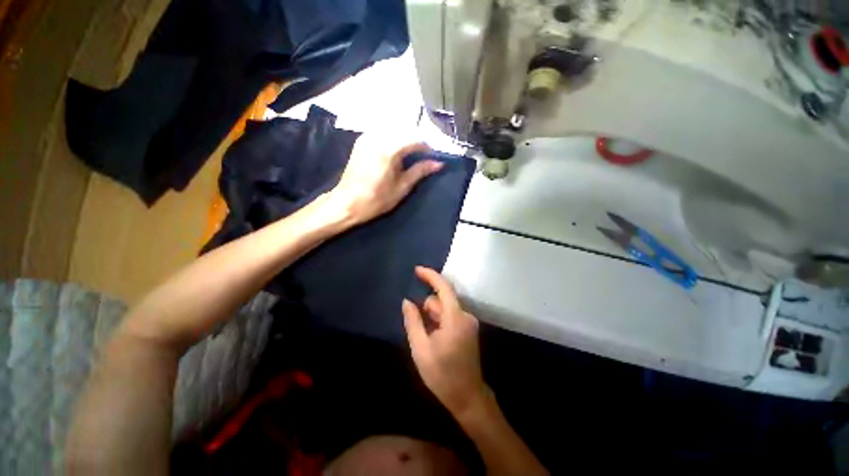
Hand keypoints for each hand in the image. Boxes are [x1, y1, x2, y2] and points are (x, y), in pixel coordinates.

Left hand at [328, 134, 441, 225]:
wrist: (347, 202)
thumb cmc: (376, 199)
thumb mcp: (402, 187)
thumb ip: (420, 171)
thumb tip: (439, 164)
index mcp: (388, 150)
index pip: (415, 139)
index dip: (426, 147)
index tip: (432, 157)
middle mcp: (377, 137)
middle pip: (404, 130)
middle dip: (416, 142)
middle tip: (422, 157)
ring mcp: (367, 137)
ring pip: (393, 129)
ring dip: (404, 139)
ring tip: (410, 155)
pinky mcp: (361, 140)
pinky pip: (383, 132)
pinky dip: (393, 138)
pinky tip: (395, 151)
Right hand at [402, 267, 487, 415]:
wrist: (467, 397)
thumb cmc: (442, 374)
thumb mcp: (421, 348)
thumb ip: (413, 321)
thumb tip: (407, 301)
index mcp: (455, 318)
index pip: (443, 288)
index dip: (430, 276)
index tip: (416, 270)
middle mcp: (465, 316)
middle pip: (442, 301)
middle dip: (427, 308)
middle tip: (417, 328)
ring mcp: (468, 322)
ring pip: (445, 309)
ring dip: (432, 316)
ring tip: (425, 338)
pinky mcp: (468, 328)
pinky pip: (450, 316)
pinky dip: (439, 320)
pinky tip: (433, 337)